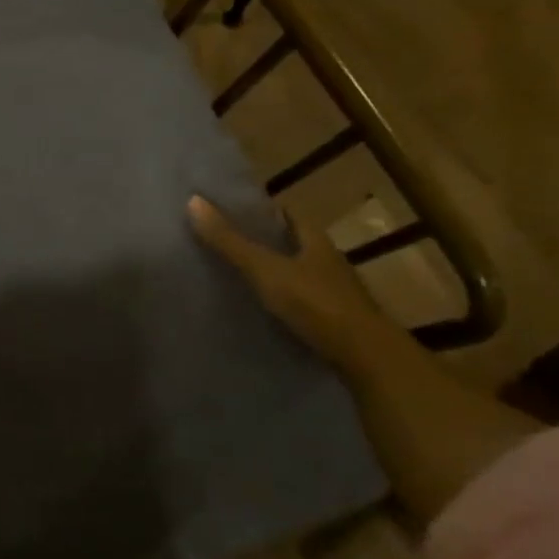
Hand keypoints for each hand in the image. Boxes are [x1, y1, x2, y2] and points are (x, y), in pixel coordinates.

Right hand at [187, 195, 407, 377]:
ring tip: (229, 274)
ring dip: (268, 272)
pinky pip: (296, 301)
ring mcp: (331, 293)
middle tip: (220, 242)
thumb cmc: (316, 303)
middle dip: (259, 242)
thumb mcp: (265, 269)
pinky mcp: (330, 321)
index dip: (259, 210)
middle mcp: (326, 261)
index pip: (285, 214)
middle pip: (288, 244)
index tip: (226, 210)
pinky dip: (276, 300)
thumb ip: (229, 241)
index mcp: (315, 241)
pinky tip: (253, 307)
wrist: (365, 358)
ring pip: (293, 273)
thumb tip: (193, 201)